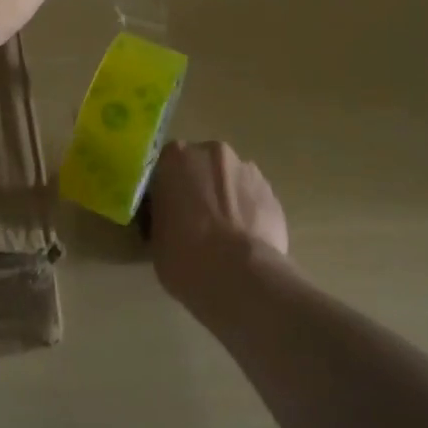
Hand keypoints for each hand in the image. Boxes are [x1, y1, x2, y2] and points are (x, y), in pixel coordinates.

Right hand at [148, 140, 290, 311]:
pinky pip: (252, 200)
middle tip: (196, 222)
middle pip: (202, 166)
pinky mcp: (272, 193)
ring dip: (226, 199)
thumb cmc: (185, 256)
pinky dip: (248, 214)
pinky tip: (245, 243)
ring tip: (225, 237)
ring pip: (230, 181)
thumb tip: (170, 216)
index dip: (168, 188)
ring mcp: (246, 170)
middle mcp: (212, 152)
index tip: (169, 210)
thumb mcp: (155, 238)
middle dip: (200, 187)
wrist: (240, 275)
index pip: (166, 165)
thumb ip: (162, 214)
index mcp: (176, 156)